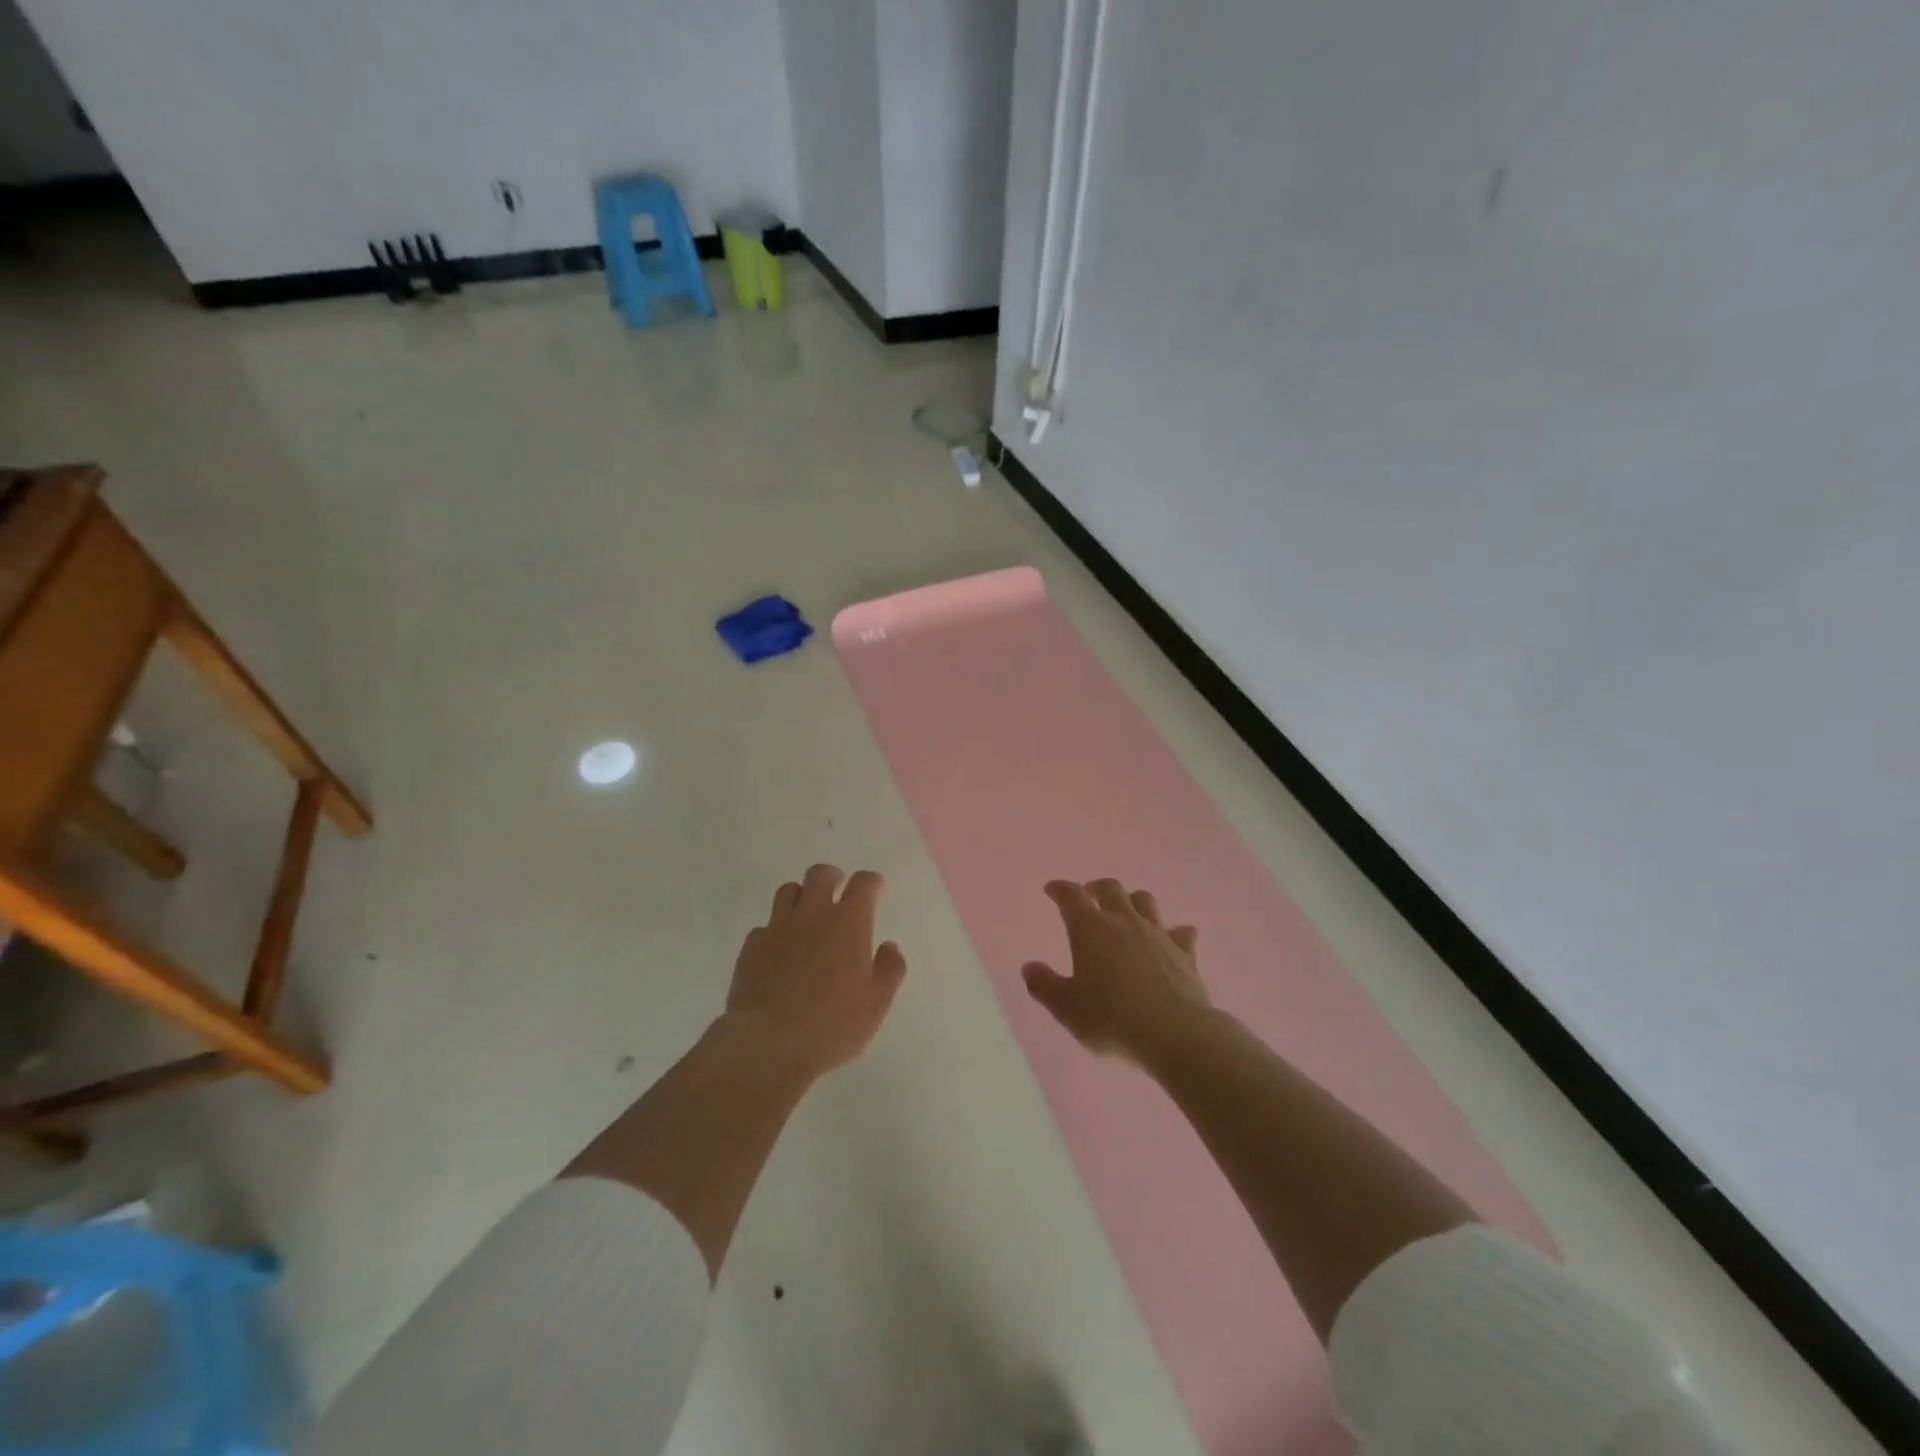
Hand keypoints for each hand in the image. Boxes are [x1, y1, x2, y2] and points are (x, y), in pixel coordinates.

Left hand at [724, 864, 907, 1079]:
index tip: (876, 889)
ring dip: (801, 897)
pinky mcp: (750, 948)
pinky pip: (764, 927)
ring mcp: (777, 928)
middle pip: (820, 875)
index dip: (872, 882)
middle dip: (832, 877)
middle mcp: (812, 915)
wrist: (768, 1045)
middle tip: (838, 891)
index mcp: (849, 922)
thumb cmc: (832, 1025)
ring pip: (787, 891)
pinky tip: (779, 951)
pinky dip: (775, 932)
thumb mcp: (876, 1003)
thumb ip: (889, 970)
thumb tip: (889, 947)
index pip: (863, 883)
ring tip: (806, 916)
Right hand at [1021, 878, 1209, 1063]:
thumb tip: (1029, 967)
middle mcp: (1125, 922)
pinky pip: (1182, 933)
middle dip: (1096, 888)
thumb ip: (1044, 985)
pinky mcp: (1186, 953)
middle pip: (1111, 888)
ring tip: (1127, 912)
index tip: (1052, 889)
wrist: (1175, 1034)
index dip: (1060, 889)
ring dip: (1133, 901)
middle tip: (1089, 895)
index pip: (1071, 896)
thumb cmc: (1112, 1019)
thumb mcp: (1067, 1008)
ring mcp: (1158, 934)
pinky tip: (1172, 940)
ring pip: (1146, 901)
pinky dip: (1174, 932)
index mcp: (1091, 929)